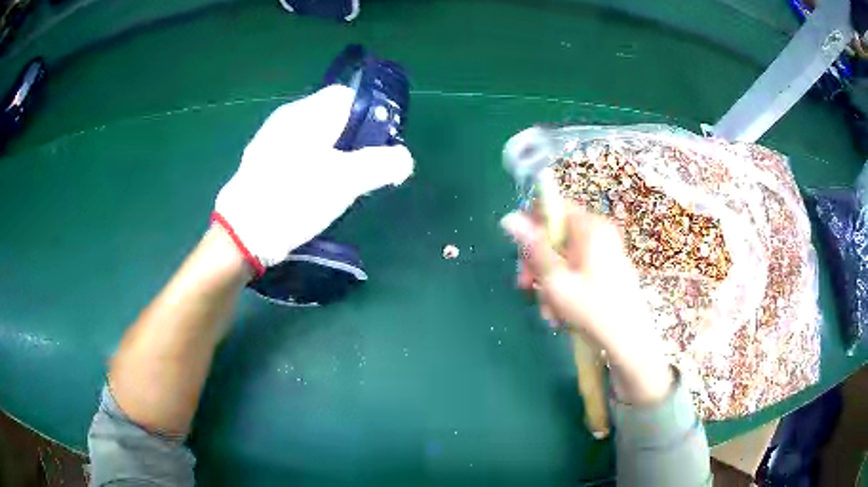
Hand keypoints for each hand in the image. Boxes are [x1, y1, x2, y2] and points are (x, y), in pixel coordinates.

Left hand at [213, 85, 413, 275]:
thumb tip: (404, 159)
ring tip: (335, 185)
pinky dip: (309, 165)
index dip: (368, 115)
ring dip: (330, 155)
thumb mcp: (346, 181)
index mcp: (308, 112)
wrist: (242, 233)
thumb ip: (382, 164)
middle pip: (331, 116)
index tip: (376, 144)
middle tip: (358, 170)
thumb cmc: (295, 198)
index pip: (347, 95)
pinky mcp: (261, 162)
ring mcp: (270, 139)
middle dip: (351, 139)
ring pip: (313, 137)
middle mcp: (287, 117)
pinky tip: (308, 192)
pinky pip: (295, 153)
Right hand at [501, 203, 673, 403]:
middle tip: (527, 288)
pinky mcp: (609, 270)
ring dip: (549, 283)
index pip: (552, 208)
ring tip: (549, 311)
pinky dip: (566, 288)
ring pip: (564, 257)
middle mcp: (600, 233)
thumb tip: (508, 217)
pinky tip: (562, 313)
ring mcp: (607, 252)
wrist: (628, 343)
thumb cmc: (592, 310)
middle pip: (556, 236)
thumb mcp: (556, 280)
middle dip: (538, 264)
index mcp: (590, 227)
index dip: (531, 228)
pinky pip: (578, 270)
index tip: (522, 257)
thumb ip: (533, 248)